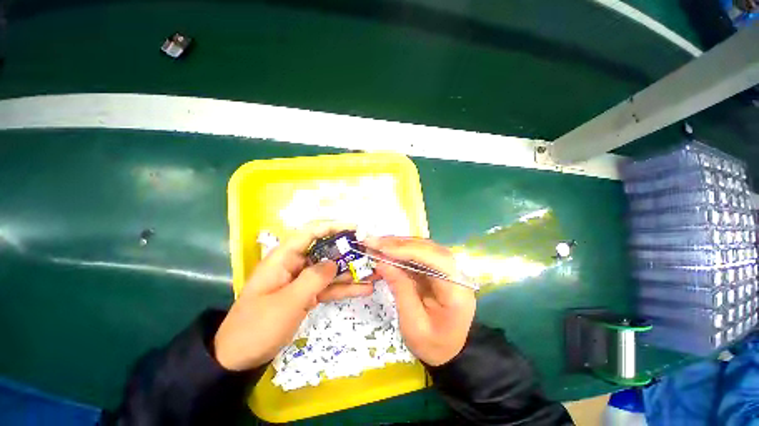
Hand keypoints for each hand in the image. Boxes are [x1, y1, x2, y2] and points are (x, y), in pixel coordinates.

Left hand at [214, 222, 372, 370]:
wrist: (239, 359)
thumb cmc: (257, 327)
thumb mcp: (287, 302)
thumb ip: (313, 279)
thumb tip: (334, 263)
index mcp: (284, 258)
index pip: (310, 232)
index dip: (333, 227)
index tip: (354, 229)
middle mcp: (295, 264)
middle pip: (325, 250)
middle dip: (347, 251)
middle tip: (369, 253)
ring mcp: (301, 280)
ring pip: (330, 270)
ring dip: (350, 271)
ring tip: (373, 272)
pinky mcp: (306, 295)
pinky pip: (328, 287)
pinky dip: (344, 288)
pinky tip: (364, 289)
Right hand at [366, 236, 475, 365]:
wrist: (449, 351)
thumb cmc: (433, 345)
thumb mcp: (413, 324)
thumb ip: (400, 289)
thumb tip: (382, 262)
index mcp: (457, 290)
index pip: (435, 259)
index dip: (408, 250)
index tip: (382, 248)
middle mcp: (456, 273)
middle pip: (429, 248)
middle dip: (399, 244)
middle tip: (373, 242)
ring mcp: (448, 269)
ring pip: (423, 247)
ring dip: (398, 244)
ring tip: (376, 244)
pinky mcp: (438, 269)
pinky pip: (419, 254)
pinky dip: (401, 250)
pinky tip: (386, 250)